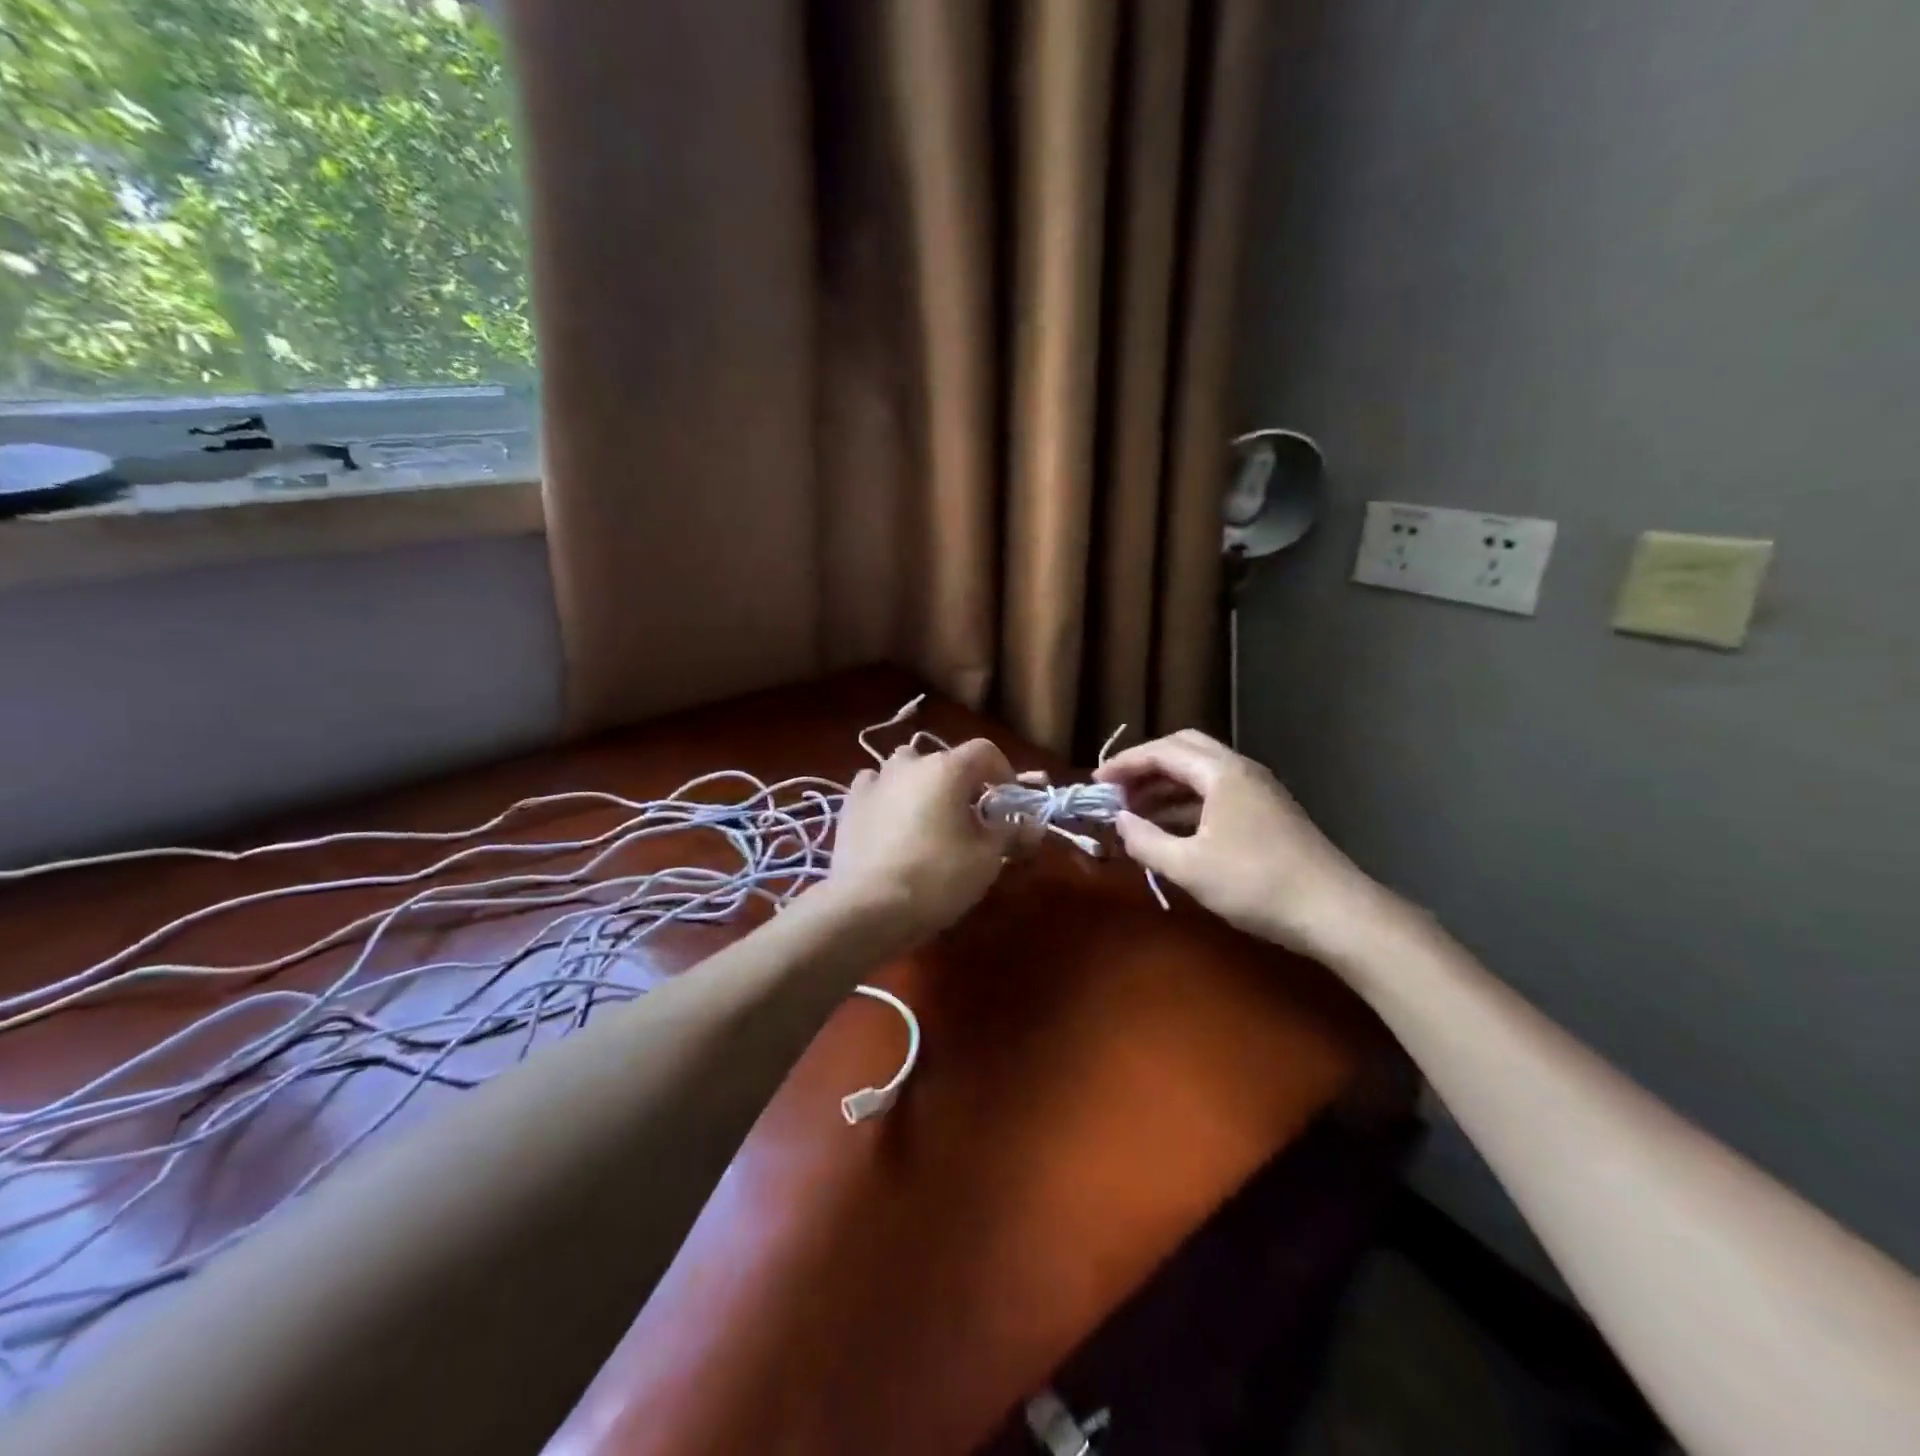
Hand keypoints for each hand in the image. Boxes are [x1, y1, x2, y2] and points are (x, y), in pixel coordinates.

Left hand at [825, 737, 1016, 949]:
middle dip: (961, 783)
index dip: (1003, 772)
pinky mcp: (850, 804)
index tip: (1007, 803)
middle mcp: (910, 764)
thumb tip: (1033, 825)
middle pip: (944, 760)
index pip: (985, 751)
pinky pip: (875, 787)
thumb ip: (1011, 834)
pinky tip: (891, 823)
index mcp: (947, 768)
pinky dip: (888, 797)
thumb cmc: (937, 877)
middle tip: (969, 819)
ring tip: (928, 819)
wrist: (868, 906)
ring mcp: (875, 781)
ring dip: (921, 784)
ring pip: (905, 769)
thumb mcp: (986, 860)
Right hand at [1095, 729, 1386, 960]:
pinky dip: (1186, 802)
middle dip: (1146, 766)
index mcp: (1222, 773)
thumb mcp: (1189, 867)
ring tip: (1135, 811)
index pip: (1163, 751)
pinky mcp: (1268, 812)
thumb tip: (1119, 822)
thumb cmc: (1256, 884)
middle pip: (1185, 750)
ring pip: (1202, 772)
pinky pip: (1216, 793)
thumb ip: (1146, 841)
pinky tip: (1170, 829)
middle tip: (1118, 790)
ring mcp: (1258, 790)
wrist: (1334, 912)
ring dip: (1166, 785)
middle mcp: (1241, 770)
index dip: (1125, 763)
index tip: (1096, 781)